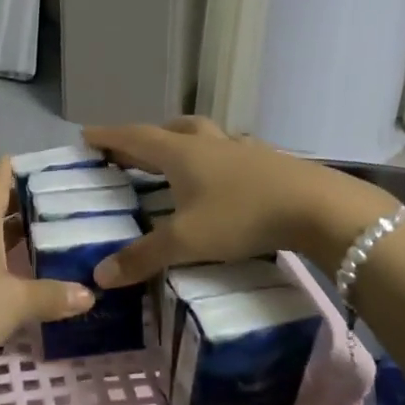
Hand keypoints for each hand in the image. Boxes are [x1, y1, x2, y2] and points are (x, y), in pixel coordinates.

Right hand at [81, 118, 396, 287]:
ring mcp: (242, 149)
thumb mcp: (187, 241)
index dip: (109, 136)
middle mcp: (208, 143)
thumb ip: (143, 257)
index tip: (86, 134)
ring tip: (176, 159)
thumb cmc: (242, 216)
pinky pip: (231, 151)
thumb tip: (99, 275)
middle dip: (145, 138)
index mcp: (181, 153)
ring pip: (204, 135)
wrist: (318, 207)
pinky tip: (225, 177)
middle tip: (130, 151)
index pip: (135, 137)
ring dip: (183, 141)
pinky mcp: (269, 161)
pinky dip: (216, 158)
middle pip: (169, 129)